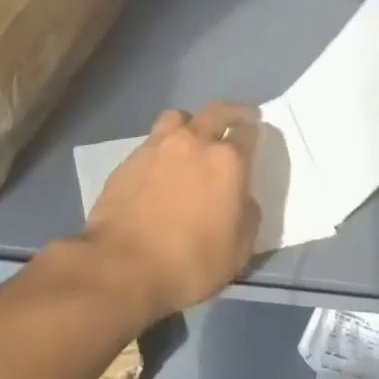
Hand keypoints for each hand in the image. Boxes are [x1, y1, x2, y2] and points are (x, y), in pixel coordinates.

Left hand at [80, 102, 260, 321]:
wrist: (123, 266)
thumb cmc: (190, 262)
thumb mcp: (239, 249)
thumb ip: (247, 213)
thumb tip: (241, 196)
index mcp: (227, 161)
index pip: (248, 133)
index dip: (254, 132)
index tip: (255, 134)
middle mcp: (194, 142)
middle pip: (217, 112)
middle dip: (231, 112)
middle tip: (237, 117)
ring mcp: (158, 147)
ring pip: (178, 117)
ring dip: (190, 123)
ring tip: (191, 137)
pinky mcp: (130, 159)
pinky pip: (152, 141)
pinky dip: (162, 147)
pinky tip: (161, 166)